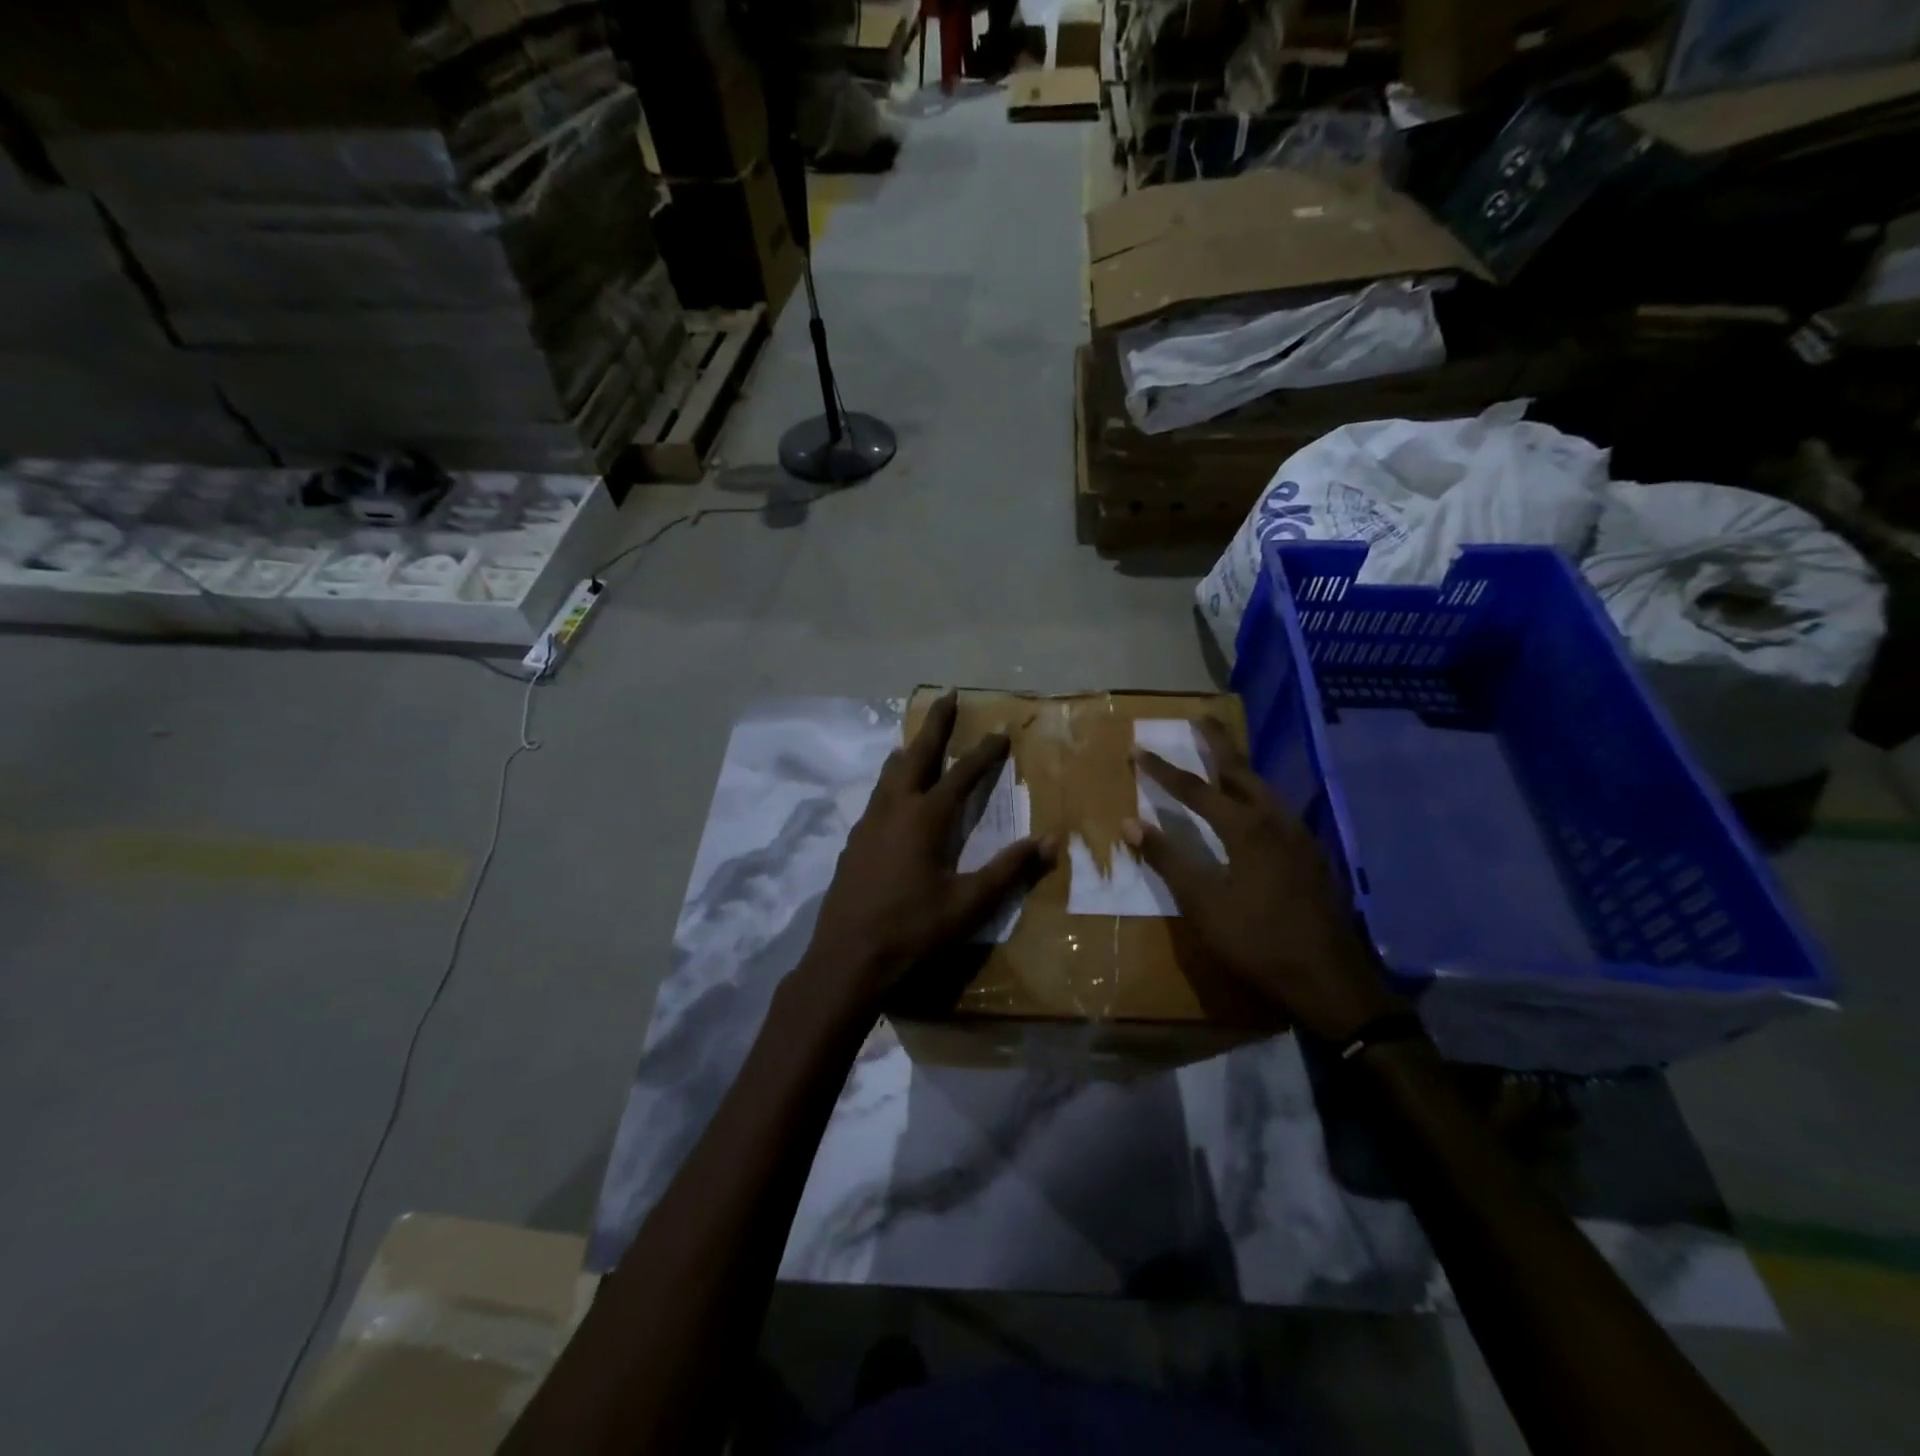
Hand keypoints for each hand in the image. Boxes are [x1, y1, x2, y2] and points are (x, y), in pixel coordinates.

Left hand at [803, 691, 1053, 1017]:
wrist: (846, 959)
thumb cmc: (913, 931)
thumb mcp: (969, 904)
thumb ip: (1010, 869)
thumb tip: (1052, 840)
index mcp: (925, 818)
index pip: (961, 775)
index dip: (983, 753)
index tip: (1000, 731)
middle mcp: (894, 809)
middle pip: (916, 756)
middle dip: (935, 725)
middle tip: (946, 696)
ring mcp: (868, 824)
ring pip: (889, 774)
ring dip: (908, 752)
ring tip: (917, 741)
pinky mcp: (853, 842)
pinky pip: (876, 797)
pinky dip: (890, 781)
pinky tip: (892, 797)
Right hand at [1123, 719, 1401, 1044]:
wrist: (1328, 978)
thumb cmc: (1256, 941)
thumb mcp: (1202, 904)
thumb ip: (1167, 859)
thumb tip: (1130, 822)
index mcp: (1245, 829)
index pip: (1195, 789)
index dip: (1162, 770)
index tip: (1137, 750)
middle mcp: (1276, 820)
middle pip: (1241, 771)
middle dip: (1218, 744)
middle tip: (1201, 719)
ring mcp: (1301, 836)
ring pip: (1266, 789)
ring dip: (1241, 769)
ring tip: (1224, 757)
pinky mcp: (1314, 855)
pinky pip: (1281, 810)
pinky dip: (1259, 795)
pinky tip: (1256, 808)